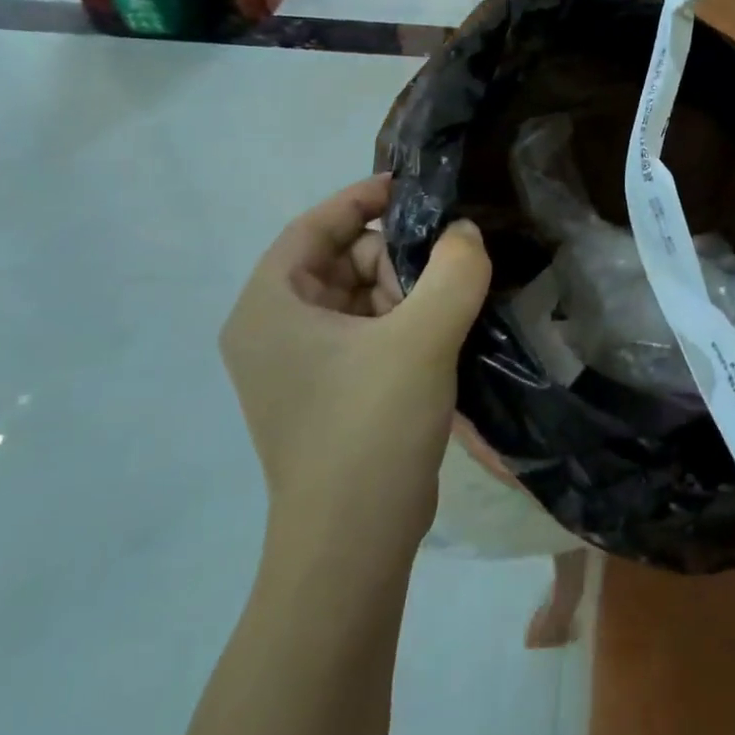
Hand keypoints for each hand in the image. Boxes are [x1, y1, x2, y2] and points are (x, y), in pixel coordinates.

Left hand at [220, 173, 490, 541]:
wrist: (353, 544)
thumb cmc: (370, 429)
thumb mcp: (421, 339)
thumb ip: (453, 271)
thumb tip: (465, 233)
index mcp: (269, 308)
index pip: (311, 228)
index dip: (359, 200)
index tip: (412, 189)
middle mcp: (273, 331)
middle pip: (338, 262)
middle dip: (393, 258)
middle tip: (442, 273)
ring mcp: (299, 367)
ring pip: (357, 298)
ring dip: (404, 292)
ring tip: (446, 310)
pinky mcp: (328, 393)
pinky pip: (365, 333)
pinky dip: (402, 323)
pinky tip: (441, 334)